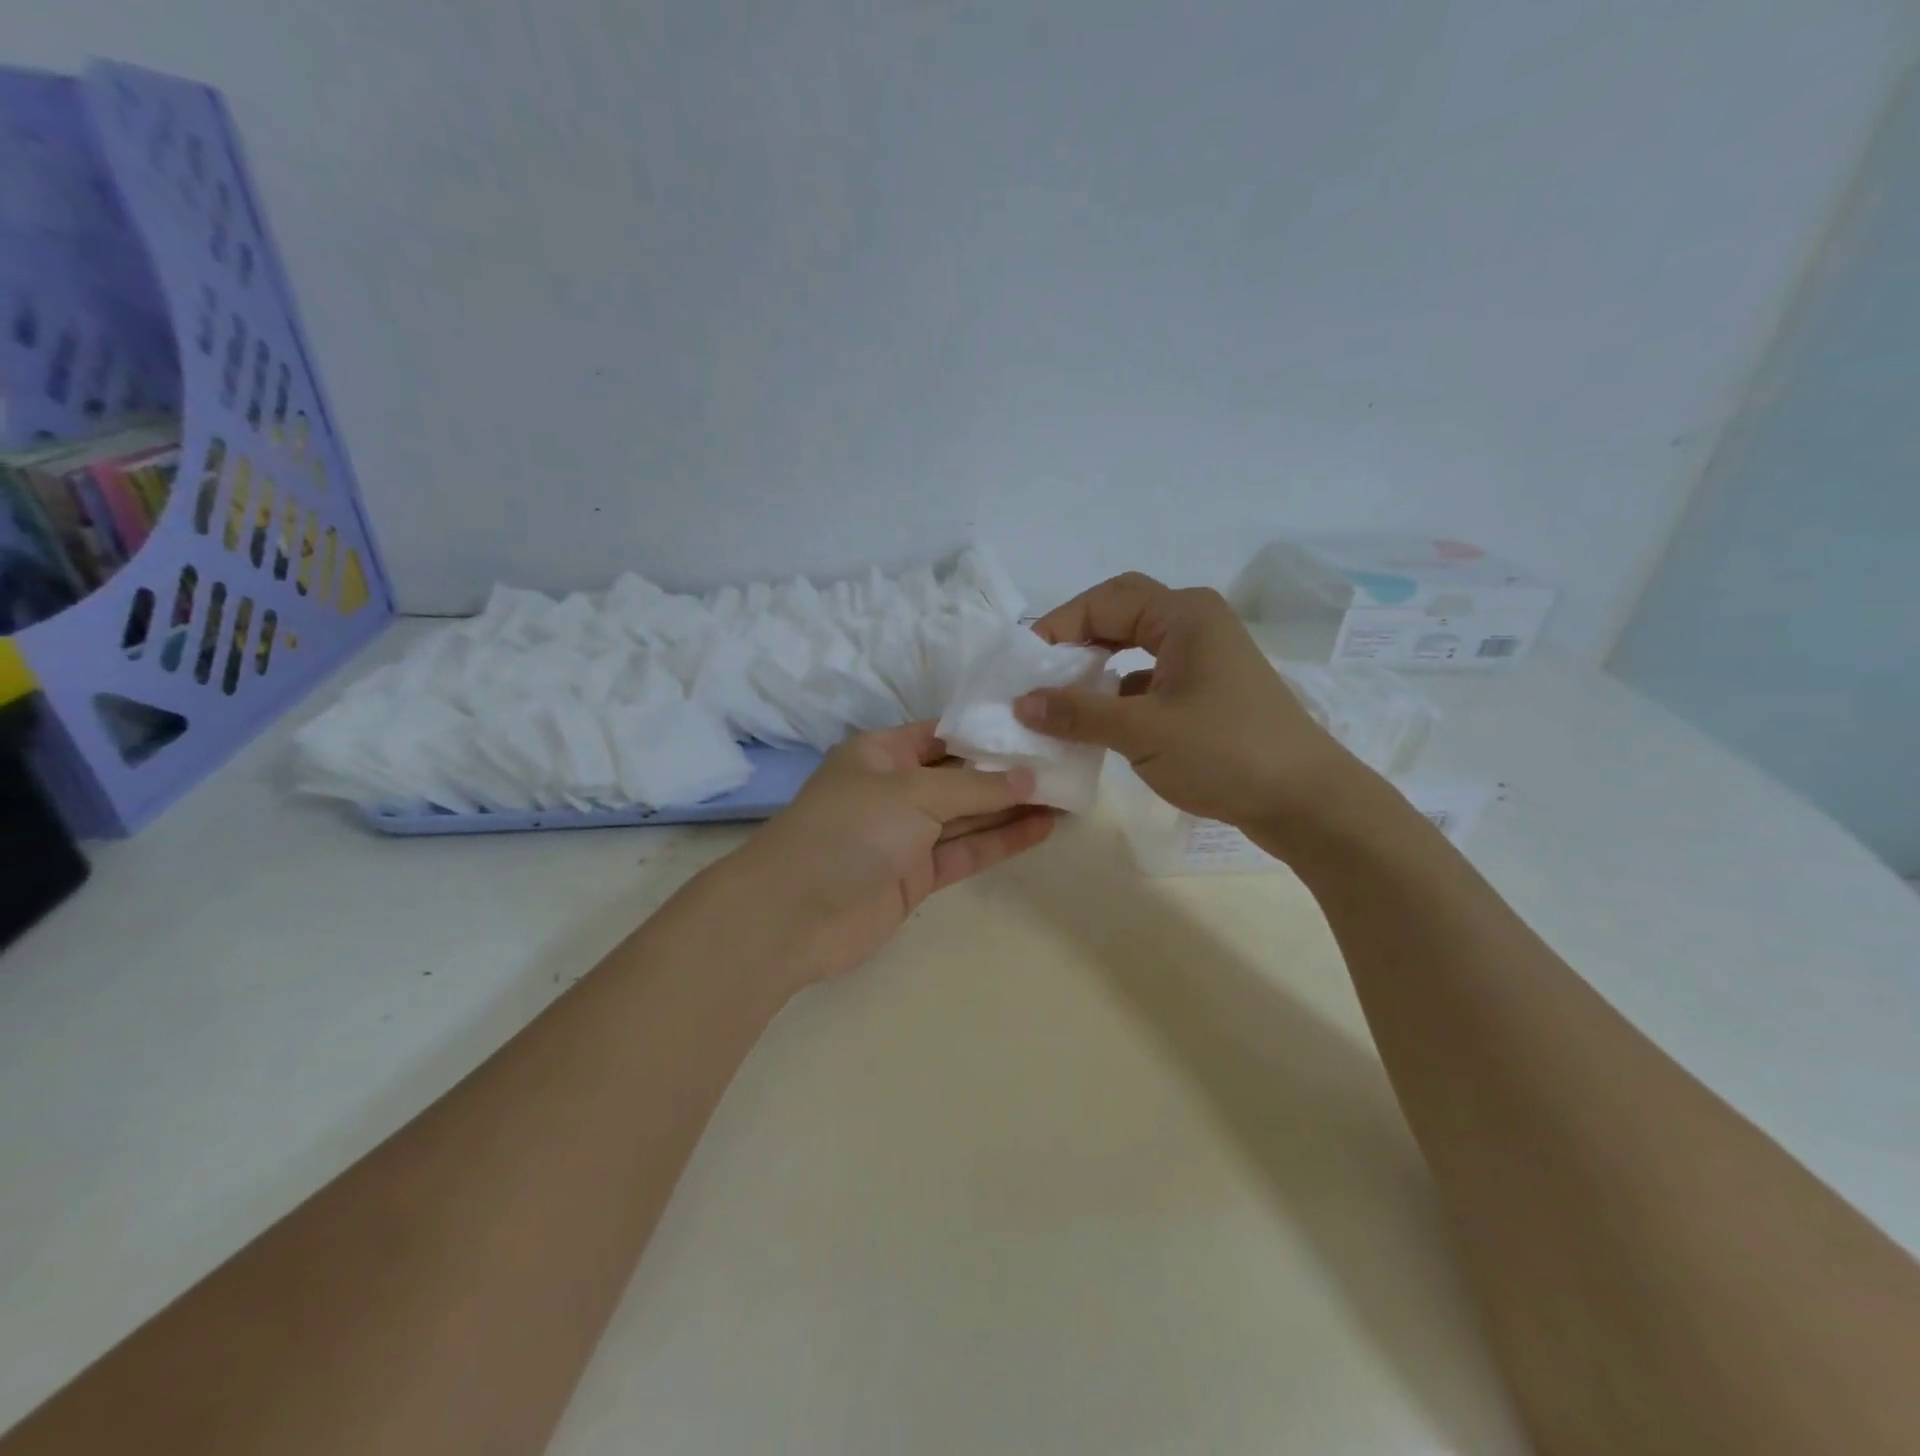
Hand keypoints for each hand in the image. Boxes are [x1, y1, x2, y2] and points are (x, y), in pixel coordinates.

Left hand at [724, 723, 1054, 986]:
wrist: (794, 914)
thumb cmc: (849, 829)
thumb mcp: (912, 793)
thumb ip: (974, 787)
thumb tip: (1030, 778)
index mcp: (882, 753)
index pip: (943, 733)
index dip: (987, 731)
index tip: (1036, 726)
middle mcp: (895, 789)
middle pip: (960, 775)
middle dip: (1008, 771)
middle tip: (1064, 762)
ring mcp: (906, 834)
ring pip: (968, 815)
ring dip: (1012, 806)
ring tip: (1066, 794)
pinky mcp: (917, 875)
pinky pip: (966, 851)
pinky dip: (1001, 841)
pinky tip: (1042, 827)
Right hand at [1013, 573, 1353, 829]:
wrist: (1305, 801)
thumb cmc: (1225, 753)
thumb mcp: (1143, 731)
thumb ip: (1078, 713)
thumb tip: (1021, 702)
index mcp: (1184, 614)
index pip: (1105, 600)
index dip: (1059, 625)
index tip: (1023, 664)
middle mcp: (1195, 624)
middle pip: (1120, 614)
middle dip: (1076, 639)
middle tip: (1039, 673)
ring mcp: (1204, 658)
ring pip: (1134, 647)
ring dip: (1096, 666)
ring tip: (1060, 696)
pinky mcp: (1206, 691)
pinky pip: (1149, 678)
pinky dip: (1118, 692)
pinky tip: (1097, 721)